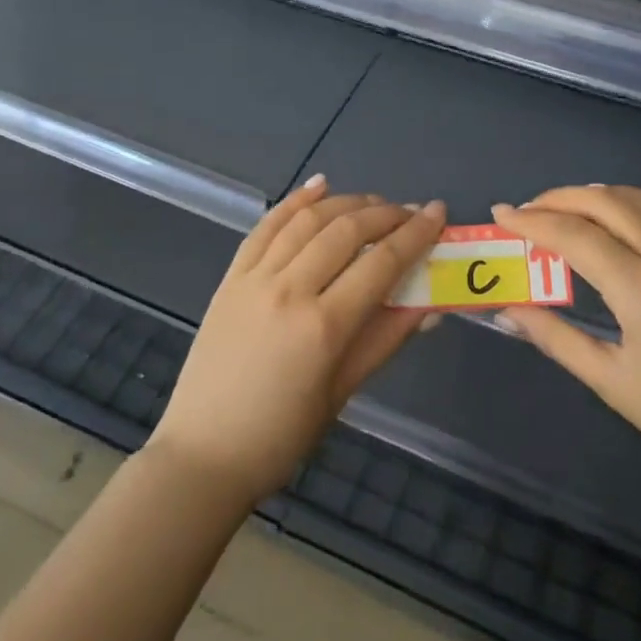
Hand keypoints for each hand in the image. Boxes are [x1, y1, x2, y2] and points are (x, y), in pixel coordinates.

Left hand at [148, 178, 445, 505]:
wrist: (203, 455)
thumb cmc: (281, 436)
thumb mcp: (342, 393)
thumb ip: (385, 341)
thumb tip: (429, 306)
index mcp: (323, 327)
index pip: (381, 264)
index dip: (415, 234)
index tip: (438, 212)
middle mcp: (289, 290)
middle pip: (346, 231)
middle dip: (385, 213)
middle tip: (410, 211)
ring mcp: (255, 279)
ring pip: (308, 220)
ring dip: (346, 202)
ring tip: (374, 201)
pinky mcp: (231, 277)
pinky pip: (266, 227)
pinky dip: (294, 202)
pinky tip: (318, 185)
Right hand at [493, 186, 640, 502]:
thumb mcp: (613, 384)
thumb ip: (556, 339)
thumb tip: (508, 310)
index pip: (576, 236)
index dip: (532, 221)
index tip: (500, 215)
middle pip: (604, 202)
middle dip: (556, 199)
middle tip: (523, 213)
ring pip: (635, 198)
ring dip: (590, 195)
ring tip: (558, 210)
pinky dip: (625, 200)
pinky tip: (610, 216)